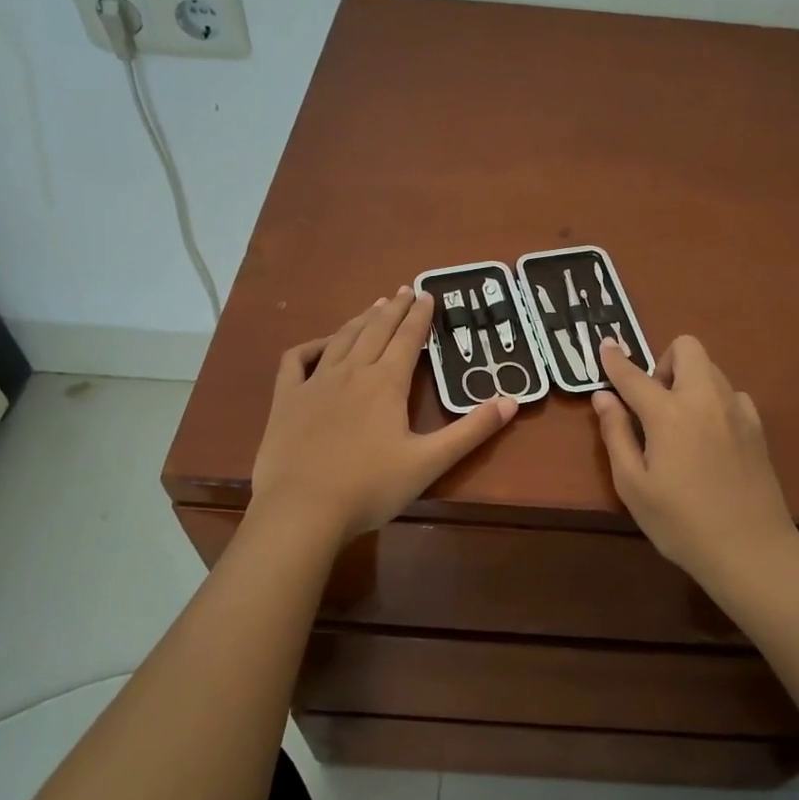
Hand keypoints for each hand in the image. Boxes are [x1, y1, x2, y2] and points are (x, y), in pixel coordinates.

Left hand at [251, 287, 516, 541]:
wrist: (302, 510)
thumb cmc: (371, 487)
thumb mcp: (430, 462)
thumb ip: (471, 430)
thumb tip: (511, 401)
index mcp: (386, 383)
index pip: (408, 339)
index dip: (420, 316)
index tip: (428, 294)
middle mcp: (352, 372)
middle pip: (376, 331)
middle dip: (393, 309)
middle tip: (405, 290)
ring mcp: (315, 383)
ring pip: (342, 339)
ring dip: (361, 320)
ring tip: (374, 306)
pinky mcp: (287, 399)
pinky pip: (297, 359)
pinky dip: (312, 345)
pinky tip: (322, 344)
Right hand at [591, 336, 798, 593]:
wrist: (750, 549)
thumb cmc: (680, 523)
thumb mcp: (633, 485)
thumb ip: (616, 435)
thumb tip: (605, 397)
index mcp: (669, 414)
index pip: (635, 375)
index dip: (615, 360)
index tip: (605, 345)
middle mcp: (705, 400)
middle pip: (687, 348)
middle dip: (663, 362)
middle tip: (652, 403)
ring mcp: (737, 411)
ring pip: (711, 369)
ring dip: (689, 380)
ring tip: (679, 423)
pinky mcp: (757, 428)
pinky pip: (731, 394)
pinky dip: (714, 401)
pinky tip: (709, 436)